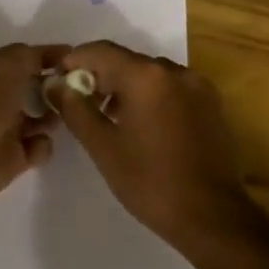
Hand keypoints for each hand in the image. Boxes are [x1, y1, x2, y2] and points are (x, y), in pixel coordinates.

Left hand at [0, 44, 65, 211]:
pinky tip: (38, 141)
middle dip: (58, 88)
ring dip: (56, 116)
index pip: (26, 60)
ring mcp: (6, 128)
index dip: (51, 58)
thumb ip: (34, 55)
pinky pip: (39, 148)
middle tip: (81, 90)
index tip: (79, 61)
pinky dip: (43, 145)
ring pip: (42, 118)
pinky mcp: (14, 158)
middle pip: (36, 89)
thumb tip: (57, 54)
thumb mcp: (8, 62)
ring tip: (69, 115)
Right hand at [46, 41, 253, 258]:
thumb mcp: (103, 147)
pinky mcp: (212, 104)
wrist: (213, 218)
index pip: (100, 51)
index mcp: (146, 76)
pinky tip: (143, 126)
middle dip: (100, 76)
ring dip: (126, 87)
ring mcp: (198, 87)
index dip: (74, 61)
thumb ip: (75, 109)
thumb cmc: (150, 182)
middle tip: (80, 103)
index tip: (58, 81)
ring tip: (110, 118)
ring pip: (150, 74)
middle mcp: (175, 71)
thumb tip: (55, 84)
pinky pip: (172, 88)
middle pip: (127, 60)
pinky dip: (151, 96)